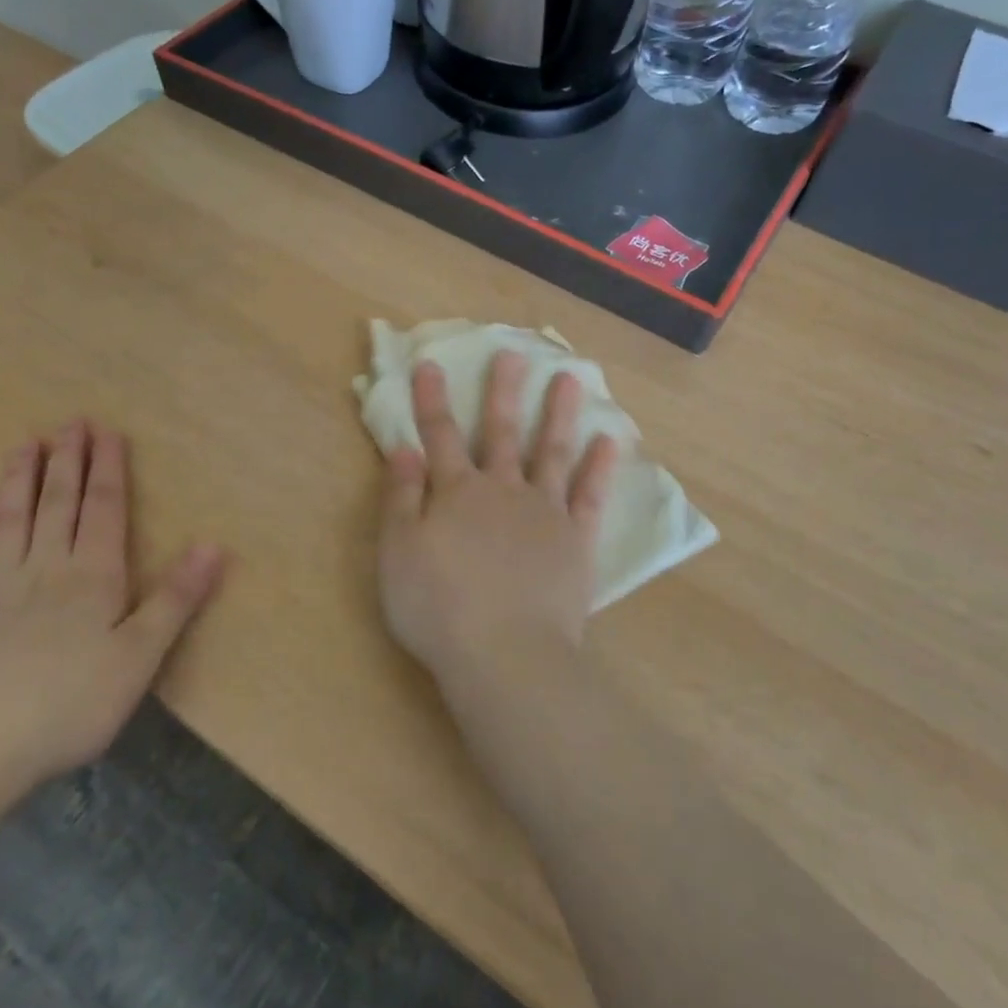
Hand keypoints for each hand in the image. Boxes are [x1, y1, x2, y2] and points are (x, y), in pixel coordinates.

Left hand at [0, 420, 226, 790]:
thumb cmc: (72, 703)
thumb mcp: (141, 655)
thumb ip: (175, 598)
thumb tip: (213, 545)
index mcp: (93, 576)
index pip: (104, 510)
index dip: (108, 469)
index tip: (107, 432)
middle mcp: (47, 570)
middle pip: (58, 504)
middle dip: (67, 461)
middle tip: (70, 422)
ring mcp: (3, 590)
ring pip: (14, 521)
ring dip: (22, 480)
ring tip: (26, 445)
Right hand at [378, 351, 618, 684]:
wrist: (505, 655)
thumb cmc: (439, 607)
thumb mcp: (398, 553)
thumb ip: (401, 498)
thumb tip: (403, 448)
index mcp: (458, 493)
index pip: (440, 436)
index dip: (432, 400)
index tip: (432, 364)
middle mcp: (503, 491)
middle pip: (501, 432)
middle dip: (503, 391)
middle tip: (513, 353)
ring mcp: (546, 512)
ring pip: (552, 452)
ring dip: (559, 414)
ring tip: (572, 379)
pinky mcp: (577, 540)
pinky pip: (591, 496)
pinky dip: (600, 467)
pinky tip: (609, 440)